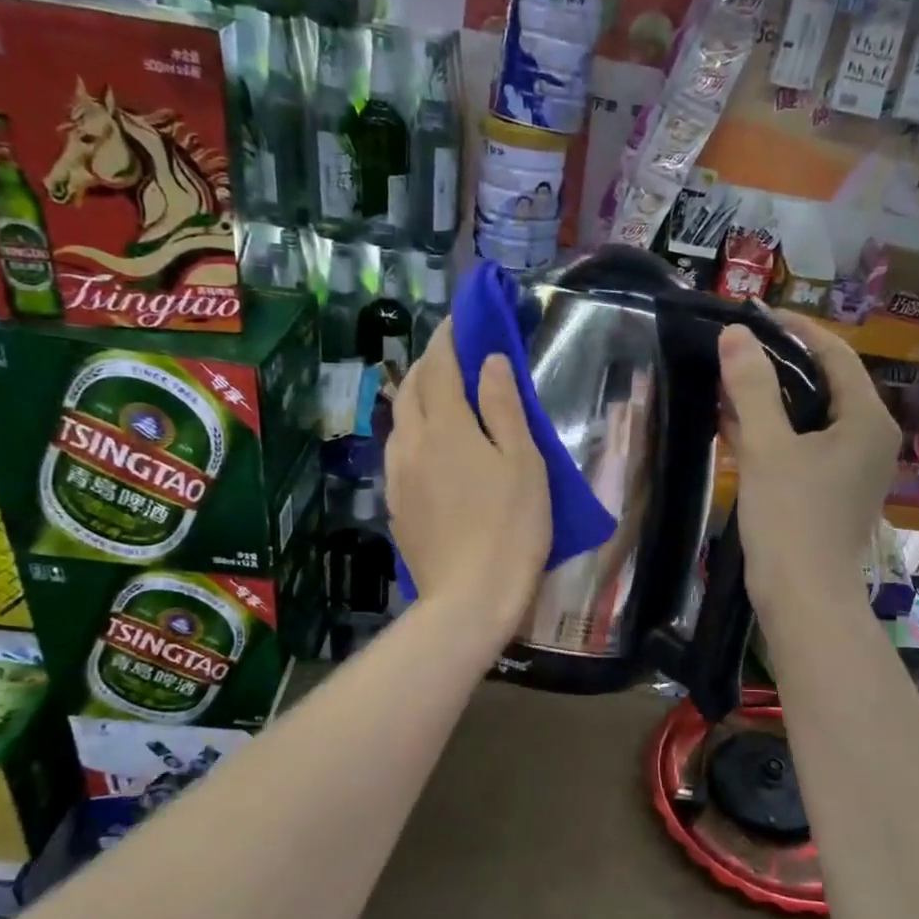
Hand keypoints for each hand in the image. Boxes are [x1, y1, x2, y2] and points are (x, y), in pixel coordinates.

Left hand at [386, 319, 550, 643]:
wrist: (469, 597)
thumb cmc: (511, 528)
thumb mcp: (523, 463)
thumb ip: (503, 407)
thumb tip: (489, 361)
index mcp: (445, 426)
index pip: (441, 366)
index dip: (450, 338)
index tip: (462, 321)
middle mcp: (411, 442)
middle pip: (412, 387)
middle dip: (430, 363)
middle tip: (454, 355)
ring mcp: (397, 475)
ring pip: (400, 419)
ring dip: (417, 396)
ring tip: (440, 395)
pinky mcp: (395, 504)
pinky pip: (398, 450)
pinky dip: (413, 430)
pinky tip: (429, 445)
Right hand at [719, 312, 900, 614]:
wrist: (804, 599)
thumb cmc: (791, 519)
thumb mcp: (768, 447)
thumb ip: (752, 387)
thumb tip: (737, 333)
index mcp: (866, 418)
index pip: (834, 353)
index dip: (794, 329)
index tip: (752, 315)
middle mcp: (867, 437)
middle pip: (823, 382)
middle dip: (778, 363)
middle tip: (734, 346)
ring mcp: (849, 467)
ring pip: (809, 416)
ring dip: (770, 398)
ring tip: (726, 378)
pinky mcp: (828, 490)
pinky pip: (801, 445)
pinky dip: (772, 431)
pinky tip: (733, 422)